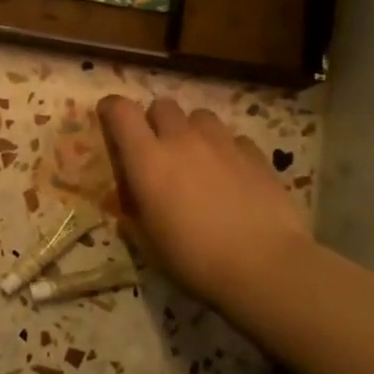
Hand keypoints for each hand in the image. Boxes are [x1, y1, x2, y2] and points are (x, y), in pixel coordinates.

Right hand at [96, 96, 314, 310]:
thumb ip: (134, 213)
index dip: (112, 109)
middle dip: (155, 121)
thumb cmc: (194, 259)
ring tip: (197, 157)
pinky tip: (231, 173)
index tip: (109, 119)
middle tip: (158, 149)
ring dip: (191, 130)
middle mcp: (183, 139)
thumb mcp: (148, 243)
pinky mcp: (255, 153)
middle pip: (162, 106)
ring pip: (199, 116)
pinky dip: (226, 149)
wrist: (264, 267)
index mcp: (148, 159)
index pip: (121, 111)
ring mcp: (222, 143)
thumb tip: (130, 203)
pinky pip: (233, 138)